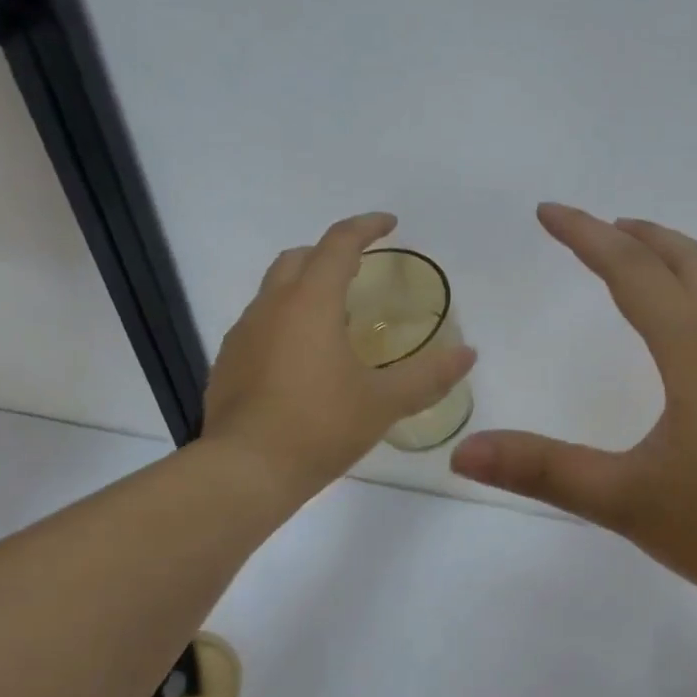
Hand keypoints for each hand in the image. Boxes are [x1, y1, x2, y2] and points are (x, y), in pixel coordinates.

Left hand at [202, 212, 476, 494]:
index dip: (366, 227)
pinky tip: (306, 361)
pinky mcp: (228, 364)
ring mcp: (242, 335)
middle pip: (298, 259)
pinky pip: (261, 325)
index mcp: (309, 303)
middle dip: (330, 254)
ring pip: (275, 292)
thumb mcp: (383, 402)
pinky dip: (287, 323)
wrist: (245, 472)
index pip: (338, 244)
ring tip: (338, 320)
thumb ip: (428, 376)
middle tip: (361, 272)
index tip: (390, 224)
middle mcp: (270, 307)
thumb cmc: (319, 427)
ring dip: (306, 289)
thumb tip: (468, 354)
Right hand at [450, 204, 696, 631]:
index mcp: (696, 350)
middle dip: (637, 235)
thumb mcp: (627, 502)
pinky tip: (696, 331)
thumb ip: (545, 471)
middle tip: (596, 228)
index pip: (632, 271)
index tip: (548, 212)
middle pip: (687, 260)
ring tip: (643, 263)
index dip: (585, 236)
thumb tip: (462, 452)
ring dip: (677, 259)